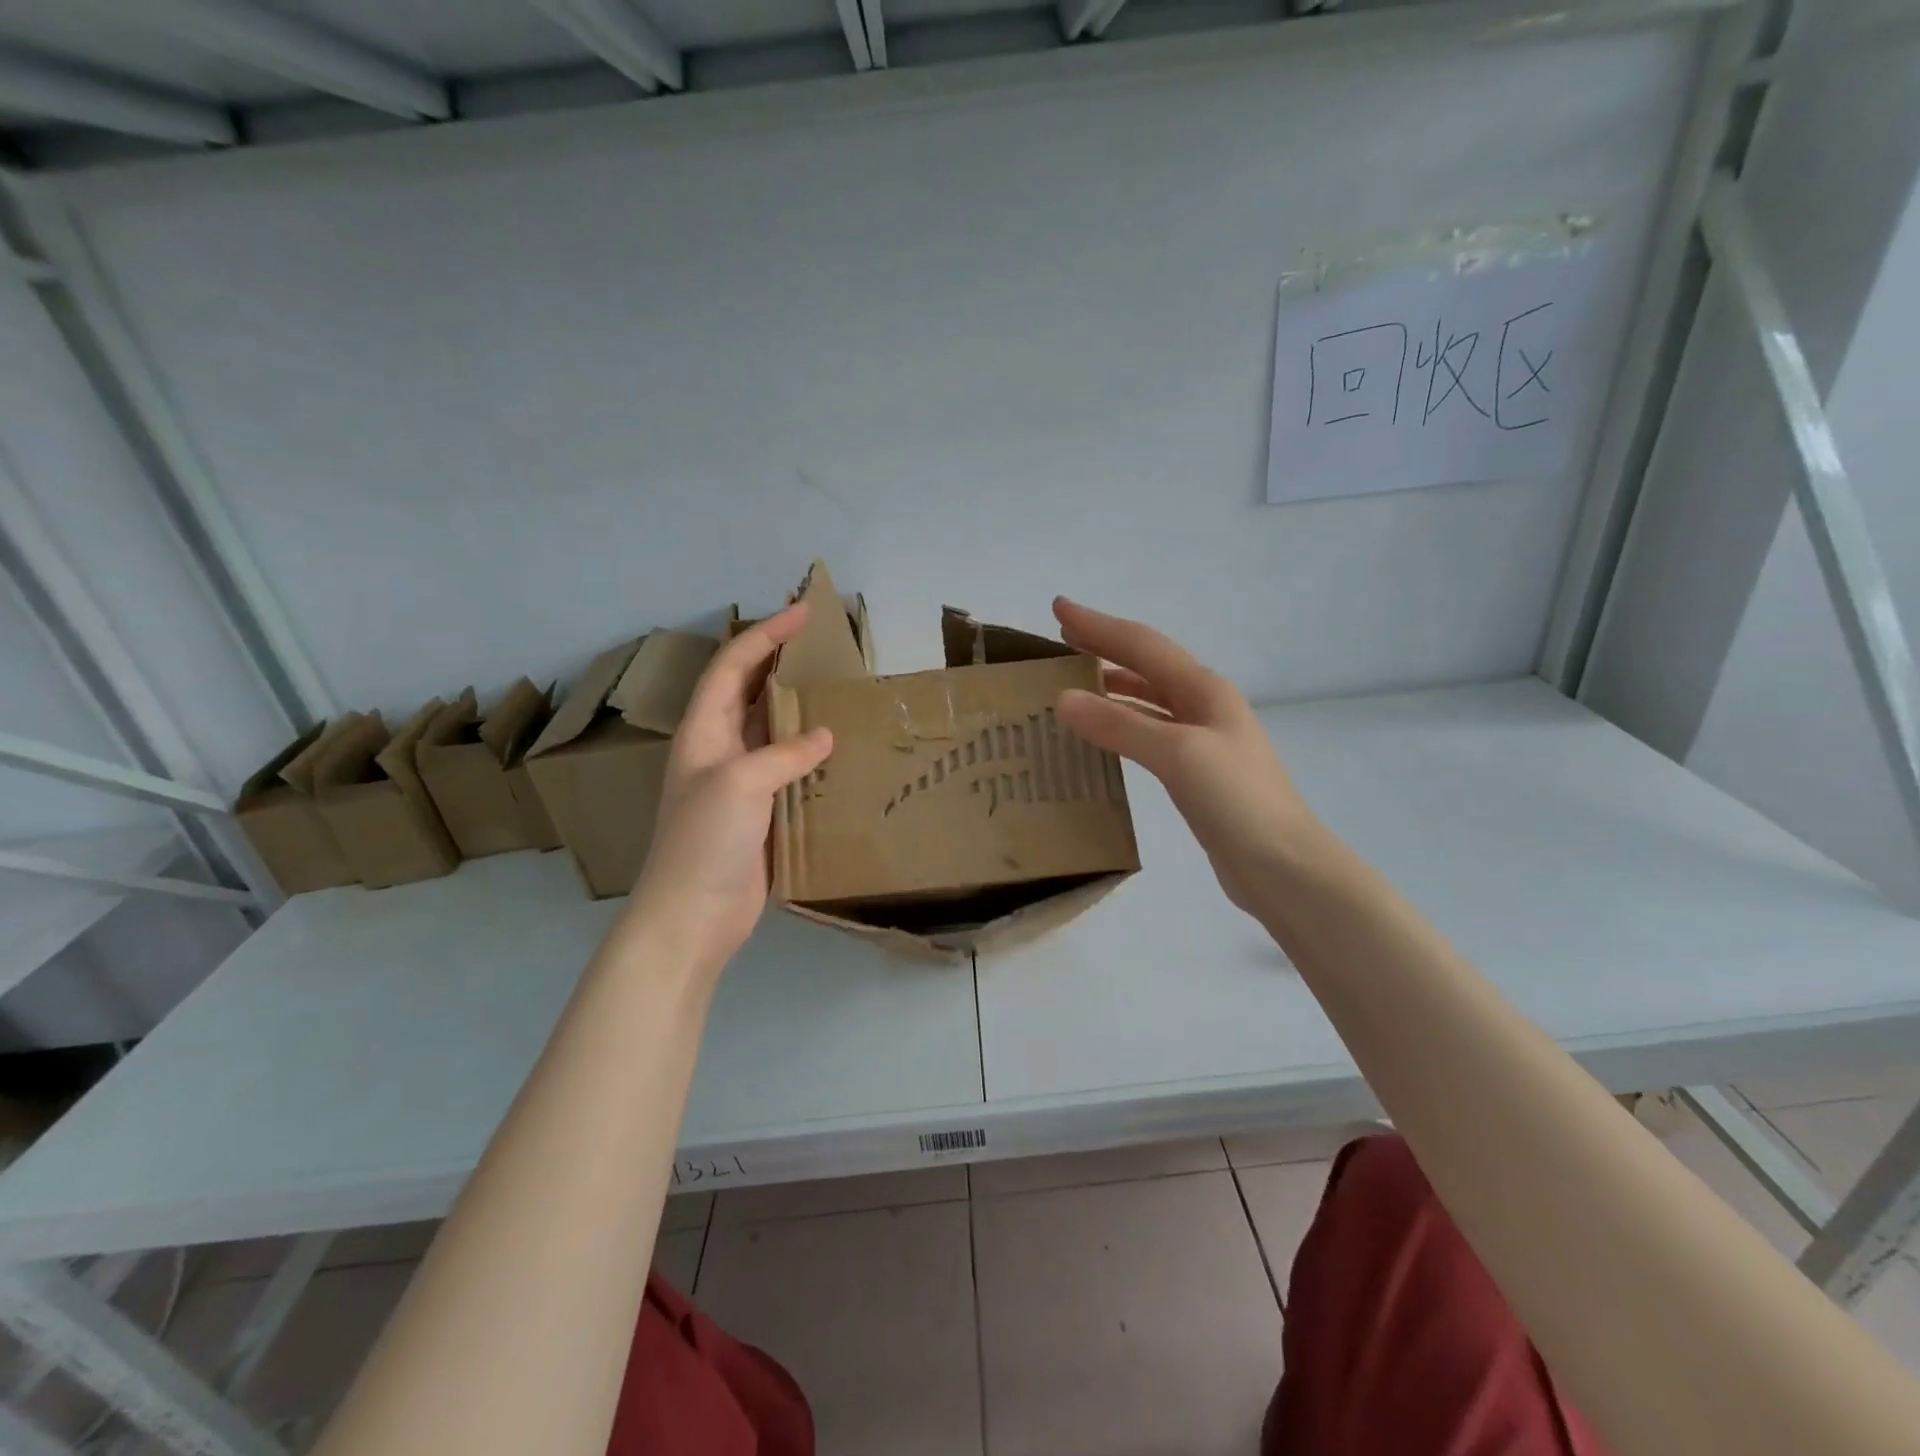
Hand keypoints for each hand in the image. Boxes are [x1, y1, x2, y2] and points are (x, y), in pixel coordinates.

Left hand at [628, 602, 832, 973]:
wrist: (692, 915)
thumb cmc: (705, 841)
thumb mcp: (740, 783)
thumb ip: (783, 753)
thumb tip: (825, 737)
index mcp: (703, 732)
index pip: (733, 666)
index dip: (766, 634)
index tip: (804, 612)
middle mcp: (719, 749)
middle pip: (749, 691)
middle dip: (780, 662)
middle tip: (823, 645)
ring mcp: (739, 782)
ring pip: (771, 730)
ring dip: (799, 707)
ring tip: (837, 690)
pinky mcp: (760, 812)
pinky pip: (788, 769)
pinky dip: (811, 754)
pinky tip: (839, 752)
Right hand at [1052, 598, 1323, 918]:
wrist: (1283, 866)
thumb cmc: (1236, 800)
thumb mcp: (1177, 754)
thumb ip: (1120, 725)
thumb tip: (1064, 698)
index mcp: (1203, 689)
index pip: (1141, 644)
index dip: (1098, 625)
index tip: (1058, 608)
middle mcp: (1203, 705)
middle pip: (1145, 665)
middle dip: (1104, 647)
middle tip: (1061, 638)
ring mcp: (1202, 739)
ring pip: (1147, 699)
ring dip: (1111, 685)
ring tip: (1072, 683)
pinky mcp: (1195, 772)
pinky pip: (1148, 733)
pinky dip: (1121, 724)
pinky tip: (1101, 734)